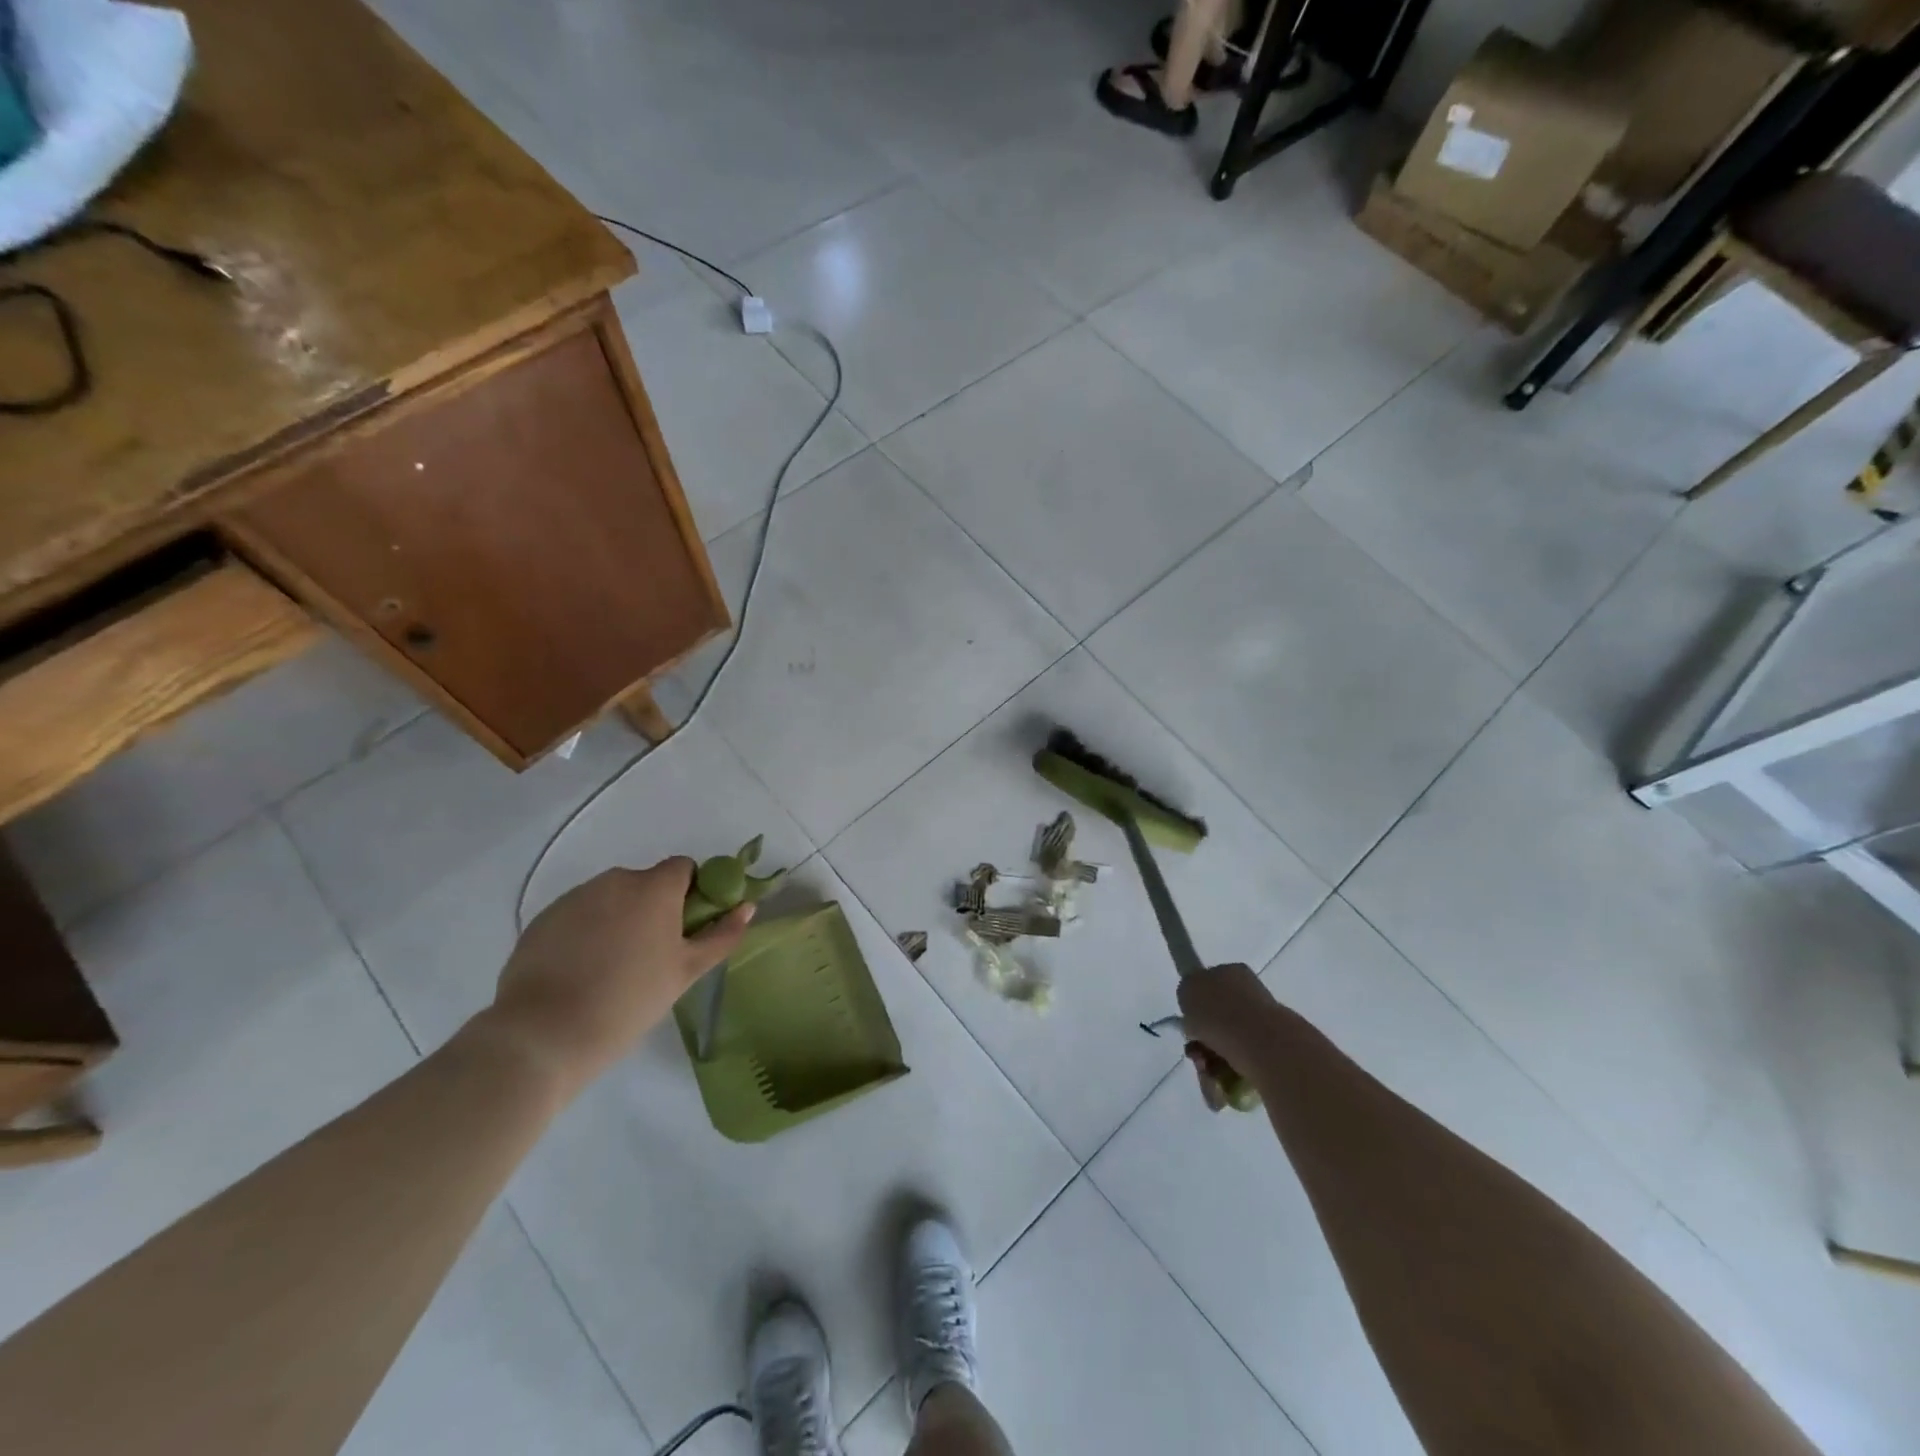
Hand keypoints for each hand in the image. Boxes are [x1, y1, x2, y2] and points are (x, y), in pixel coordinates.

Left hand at [484, 859, 752, 1095]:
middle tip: (652, 954)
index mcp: (654, 888)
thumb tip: (747, 907)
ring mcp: (575, 897)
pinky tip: (581, 970)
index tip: (686, 927)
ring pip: (611, 898)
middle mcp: (615, 880)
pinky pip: (579, 914)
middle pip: (646, 883)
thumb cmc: (629, 1000)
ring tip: (613, 967)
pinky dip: (587, 932)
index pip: (683, 868)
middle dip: (653, 908)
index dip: (690, 892)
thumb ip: (721, 935)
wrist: (544, 1034)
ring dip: (620, 918)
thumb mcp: (686, 972)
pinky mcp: (544, 918)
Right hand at [1177, 962, 1277, 1110]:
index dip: (1195, 1008)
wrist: (1263, 1045)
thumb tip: (1195, 1006)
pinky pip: (1242, 1064)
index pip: (1209, 986)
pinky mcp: (1274, 1052)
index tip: (1190, 1026)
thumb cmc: (1220, 1012)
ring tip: (1208, 1078)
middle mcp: (1251, 993)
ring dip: (1211, 1062)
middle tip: (1195, 1057)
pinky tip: (1221, 1087)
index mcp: (1232, 972)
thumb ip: (1188, 992)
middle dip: (1201, 1042)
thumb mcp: (1187, 989)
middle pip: (1216, 1020)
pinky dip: (1228, 1076)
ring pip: (1227, 1045)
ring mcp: (1265, 1023)